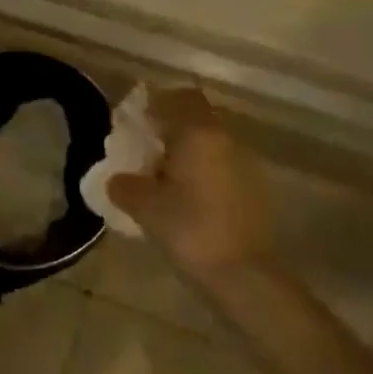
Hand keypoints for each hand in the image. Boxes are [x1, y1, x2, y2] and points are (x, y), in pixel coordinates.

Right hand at [107, 89, 272, 279]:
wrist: (245, 275)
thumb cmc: (190, 230)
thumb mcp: (146, 208)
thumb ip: (126, 186)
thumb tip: (117, 179)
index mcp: (198, 133)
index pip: (178, 98)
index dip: (156, 104)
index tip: (136, 121)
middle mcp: (225, 138)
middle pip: (197, 116)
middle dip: (172, 125)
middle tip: (147, 147)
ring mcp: (245, 162)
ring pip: (212, 140)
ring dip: (190, 148)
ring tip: (165, 175)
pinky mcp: (255, 187)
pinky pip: (223, 163)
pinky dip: (205, 168)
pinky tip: (189, 195)